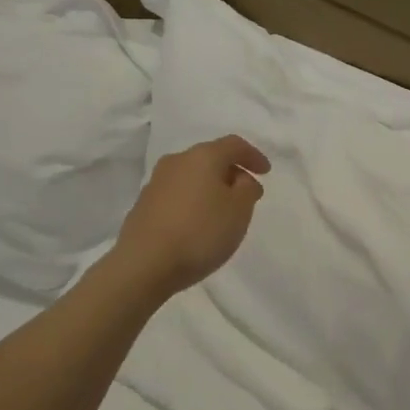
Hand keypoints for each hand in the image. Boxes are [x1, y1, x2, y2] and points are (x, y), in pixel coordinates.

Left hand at [109, 135, 270, 298]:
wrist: (145, 264)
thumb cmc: (200, 232)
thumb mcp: (239, 211)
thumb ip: (248, 189)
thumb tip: (242, 180)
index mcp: (202, 157)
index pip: (234, 145)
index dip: (253, 156)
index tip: (266, 173)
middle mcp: (176, 162)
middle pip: (210, 158)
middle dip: (231, 173)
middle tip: (246, 194)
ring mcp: (156, 183)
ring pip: (192, 177)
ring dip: (210, 188)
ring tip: (223, 212)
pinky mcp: (143, 205)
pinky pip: (177, 195)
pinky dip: (193, 202)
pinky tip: (198, 224)